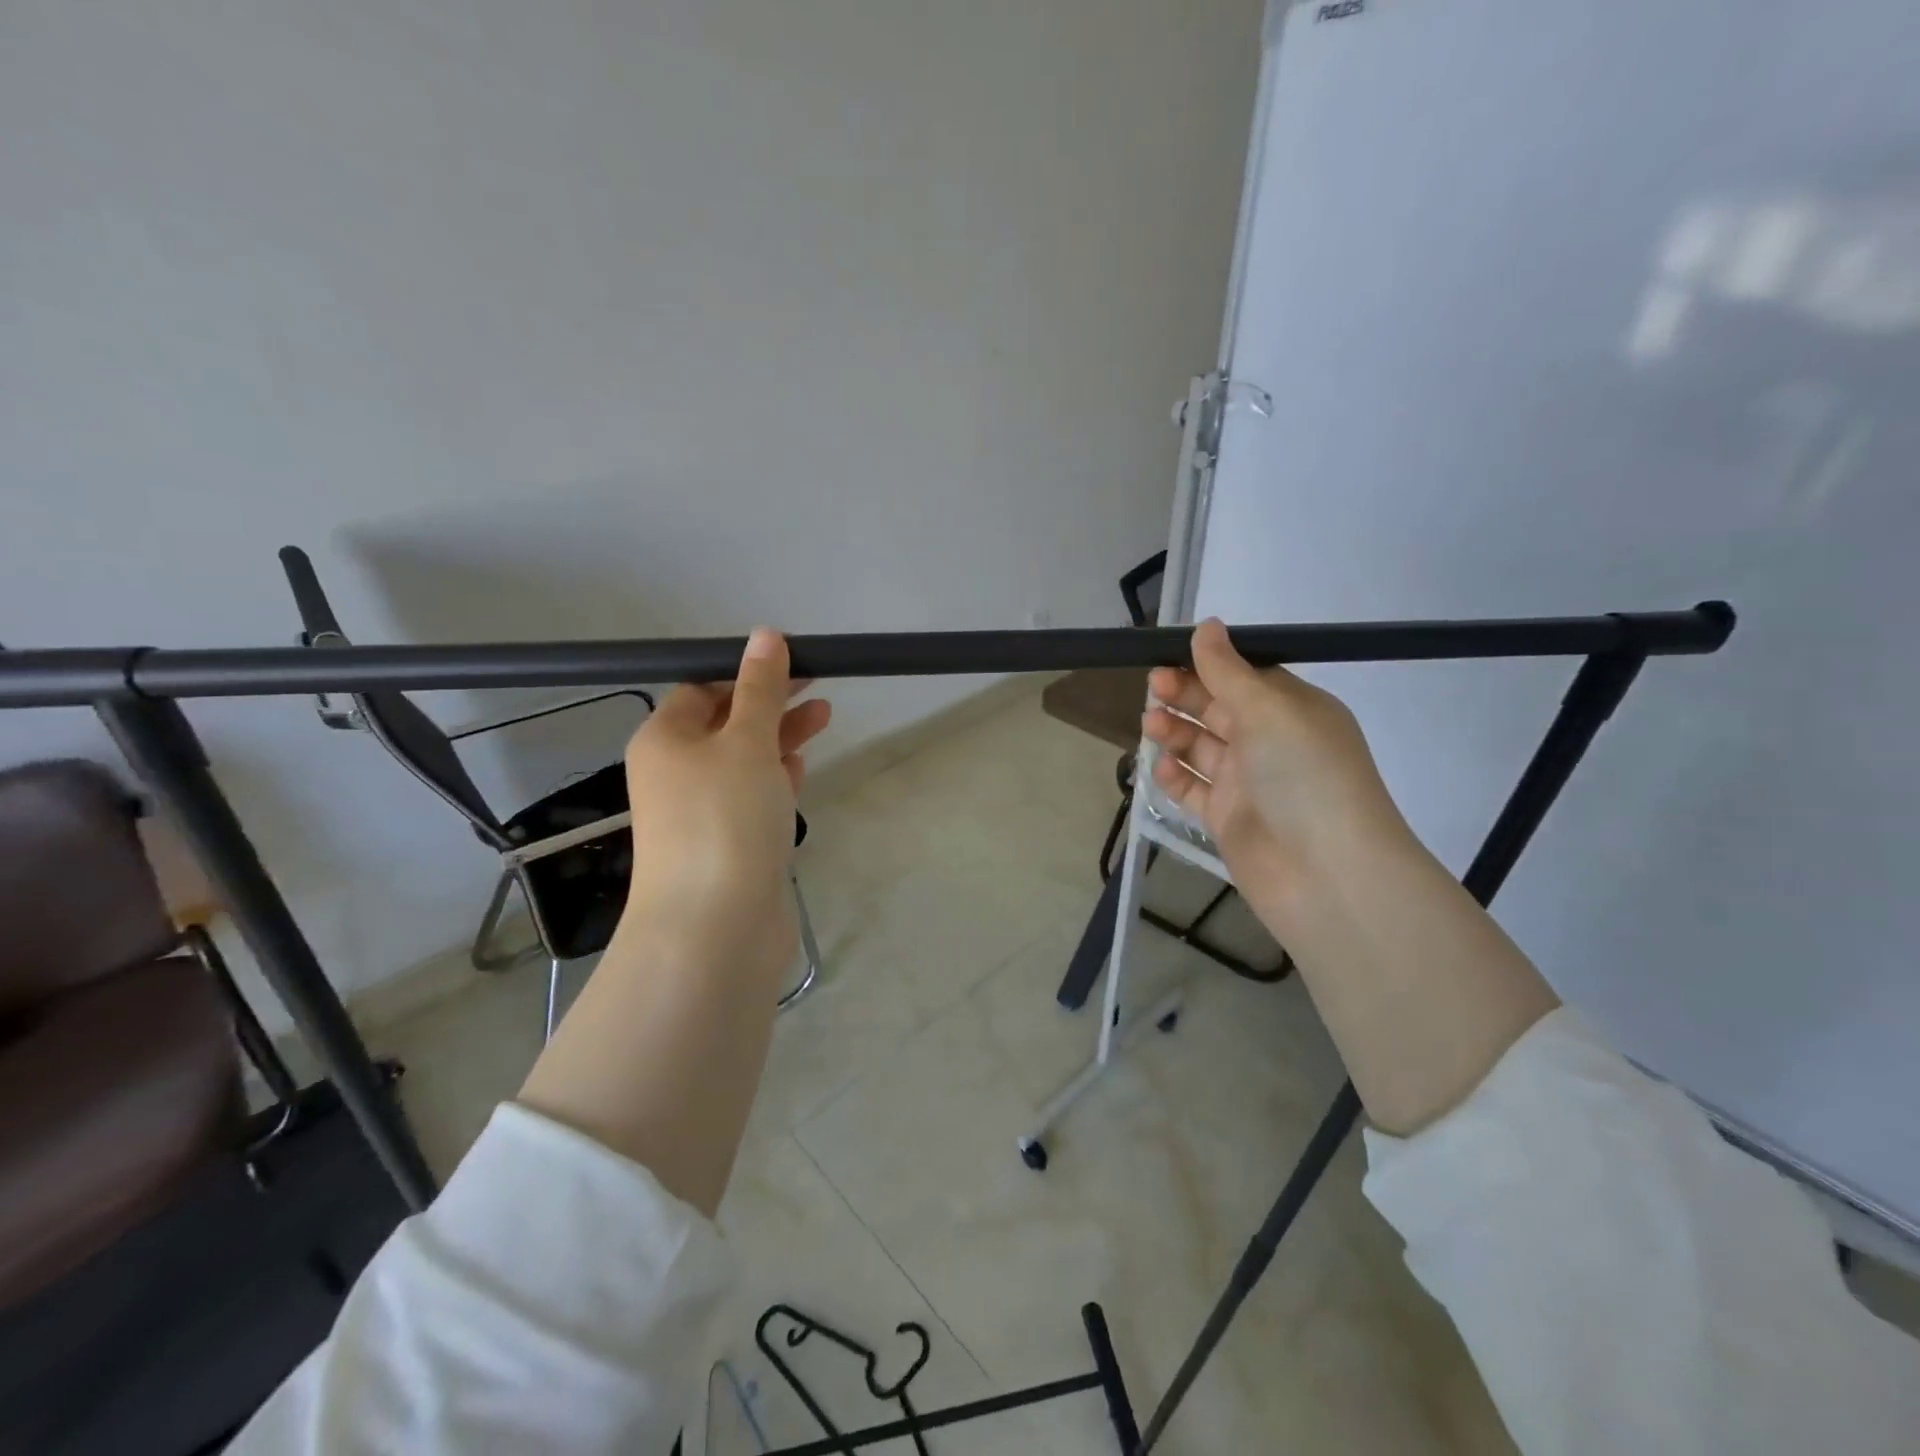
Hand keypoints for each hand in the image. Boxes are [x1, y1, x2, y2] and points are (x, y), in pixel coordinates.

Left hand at [617, 628, 831, 982]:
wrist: (715, 930)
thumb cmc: (725, 820)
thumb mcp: (747, 742)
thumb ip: (760, 689)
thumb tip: (765, 635)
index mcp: (665, 740)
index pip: (702, 689)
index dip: (746, 672)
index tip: (794, 661)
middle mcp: (676, 773)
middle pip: (726, 723)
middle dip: (772, 702)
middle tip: (820, 685)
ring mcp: (701, 813)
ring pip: (743, 761)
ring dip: (780, 738)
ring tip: (825, 717)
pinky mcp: (728, 846)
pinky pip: (751, 799)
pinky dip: (775, 779)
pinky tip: (800, 769)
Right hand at [1142, 619, 1409, 935]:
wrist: (1326, 873)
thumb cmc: (1304, 775)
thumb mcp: (1268, 709)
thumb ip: (1228, 670)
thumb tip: (1207, 625)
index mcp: (1292, 710)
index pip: (1244, 677)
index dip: (1206, 665)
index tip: (1168, 656)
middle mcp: (1271, 743)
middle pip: (1217, 709)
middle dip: (1184, 695)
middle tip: (1153, 688)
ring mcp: (1248, 783)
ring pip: (1200, 748)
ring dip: (1174, 732)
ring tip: (1150, 725)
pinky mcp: (1228, 819)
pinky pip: (1193, 789)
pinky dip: (1174, 776)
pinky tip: (1159, 767)